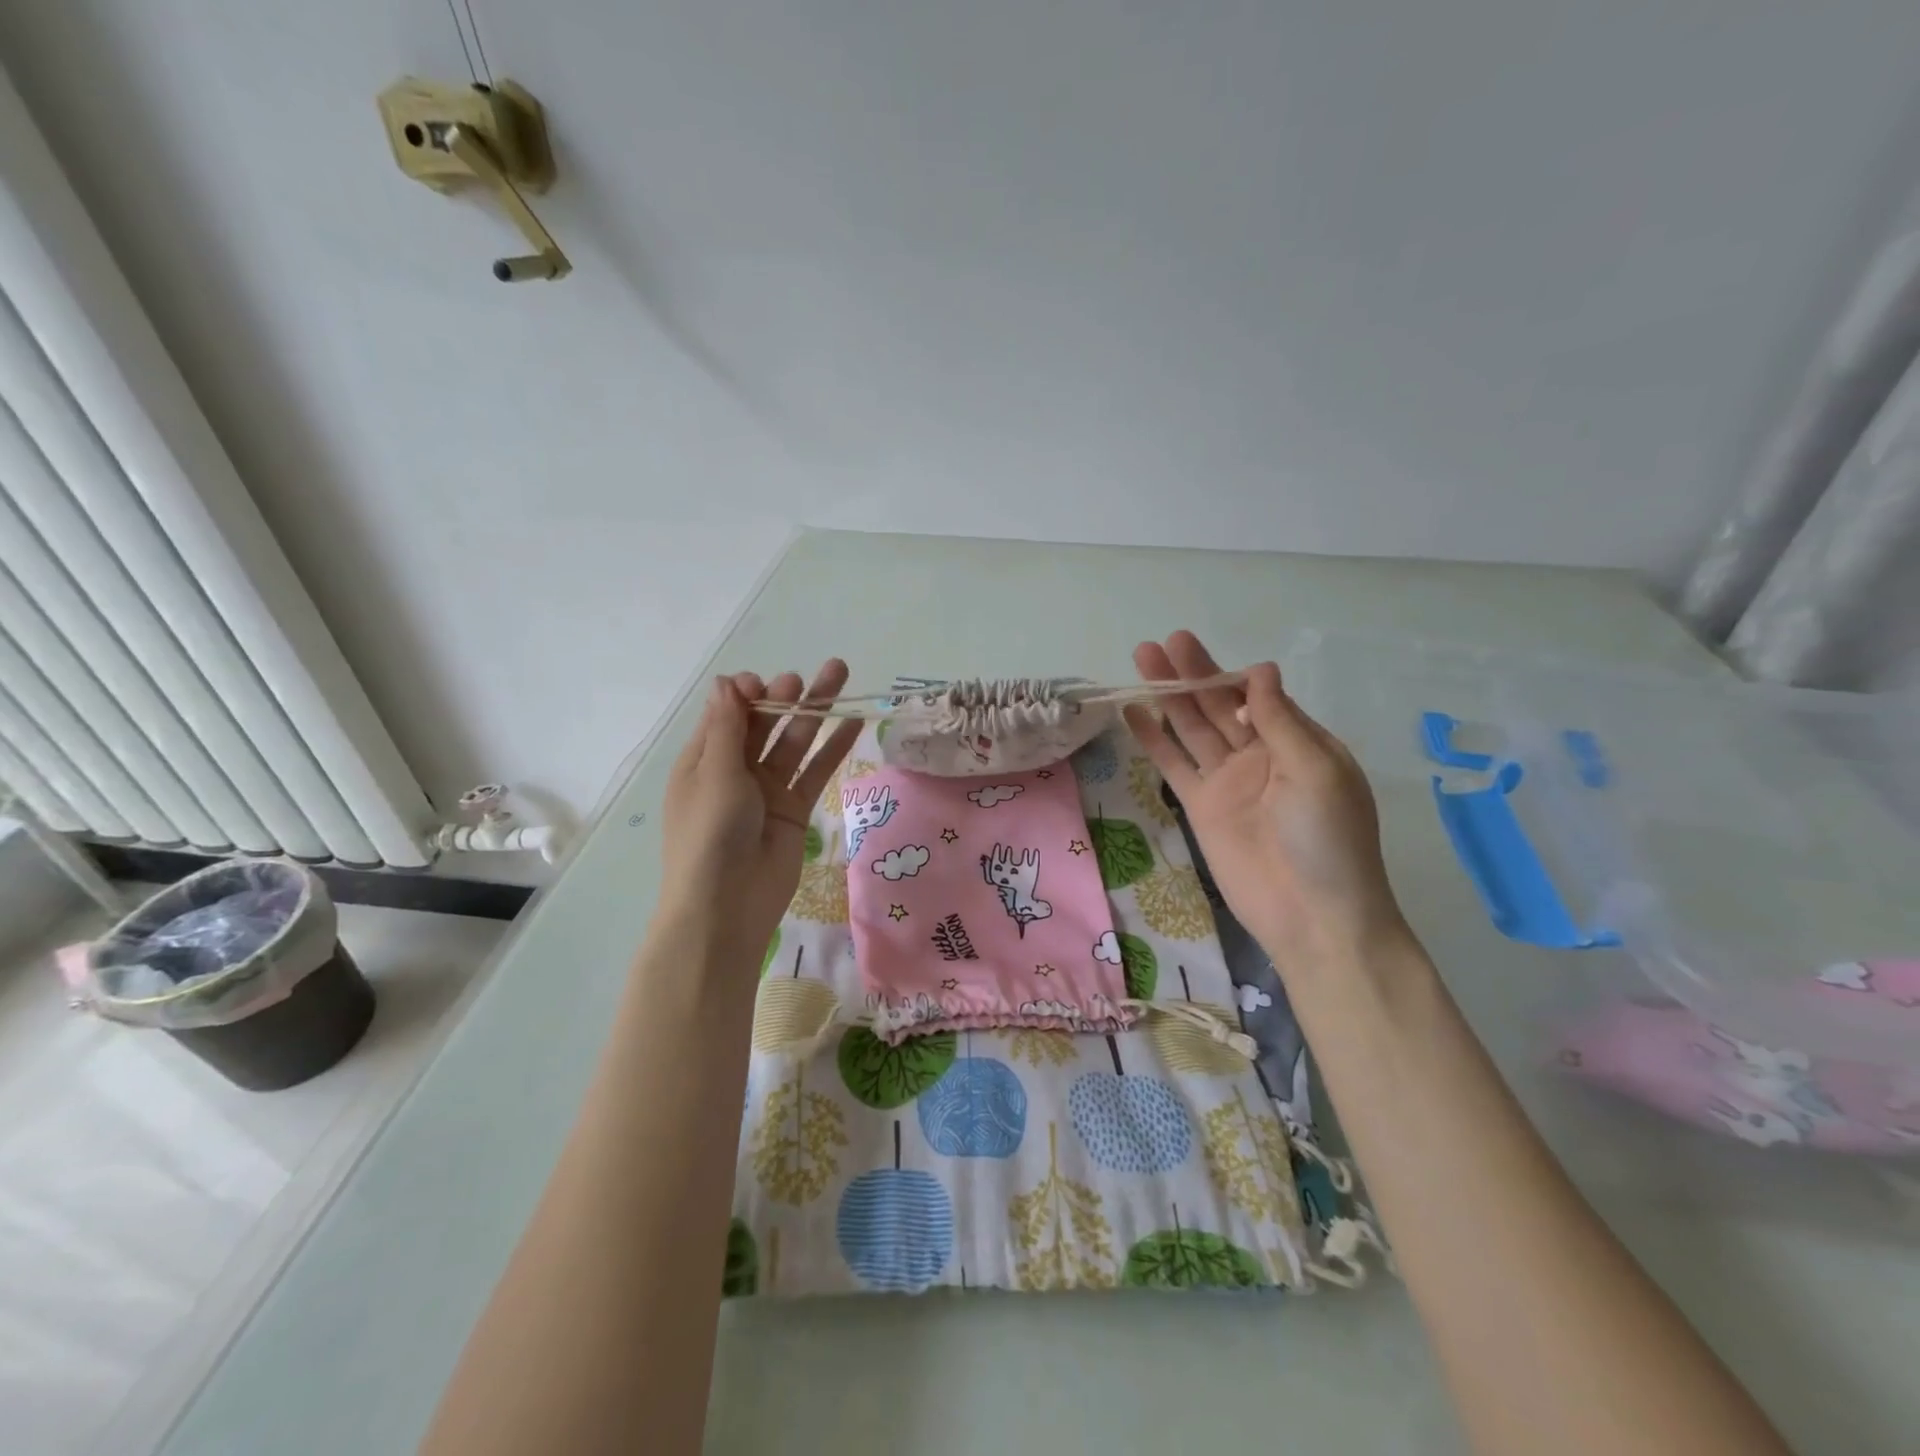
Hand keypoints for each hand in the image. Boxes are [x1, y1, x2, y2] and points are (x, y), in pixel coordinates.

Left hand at [657, 660, 859, 956]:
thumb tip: (726, 681)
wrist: (727, 905)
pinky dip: (833, 748)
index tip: (763, 685)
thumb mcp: (715, 774)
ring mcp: (767, 790)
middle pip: (763, 724)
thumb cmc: (710, 834)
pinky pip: (815, 773)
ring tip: (840, 676)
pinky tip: (853, 723)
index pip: (727, 714)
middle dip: (783, 697)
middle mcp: (735, 770)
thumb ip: (728, 727)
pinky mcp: (794, 810)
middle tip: (801, 682)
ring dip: (815, 712)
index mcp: (703, 760)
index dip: (746, 694)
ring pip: (794, 743)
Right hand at [1123, 631, 1407, 972]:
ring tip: (1141, 660)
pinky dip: (1154, 739)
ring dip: (1169, 696)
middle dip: (1193, 674)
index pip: (1259, 695)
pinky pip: (1174, 765)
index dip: (1230, 675)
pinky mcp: (1200, 806)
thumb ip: (1280, 720)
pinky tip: (1133, 712)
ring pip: (1193, 728)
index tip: (1202, 657)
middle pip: (1220, 706)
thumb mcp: (1315, 770)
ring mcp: (1228, 780)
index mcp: (1298, 743)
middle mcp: (1261, 755)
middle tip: (1163, 642)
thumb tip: (1259, 669)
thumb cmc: (1329, 839)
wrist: (1312, 915)